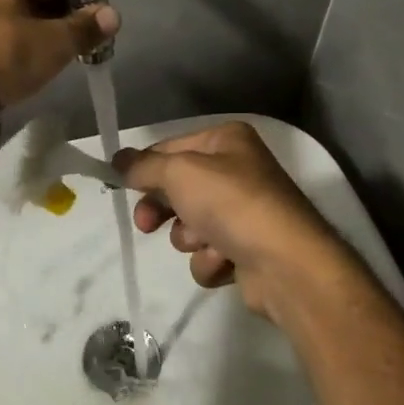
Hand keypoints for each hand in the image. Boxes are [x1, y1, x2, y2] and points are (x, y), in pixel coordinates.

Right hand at [112, 122, 343, 321]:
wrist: (285, 263)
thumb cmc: (230, 203)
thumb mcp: (179, 173)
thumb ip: (144, 166)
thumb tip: (118, 160)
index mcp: (226, 141)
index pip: (170, 148)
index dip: (144, 168)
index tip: (120, 186)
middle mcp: (238, 171)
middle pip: (178, 188)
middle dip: (163, 209)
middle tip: (148, 223)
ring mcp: (244, 213)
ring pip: (190, 225)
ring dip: (190, 237)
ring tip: (207, 242)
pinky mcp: (247, 250)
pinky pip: (208, 253)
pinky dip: (210, 260)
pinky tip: (225, 261)